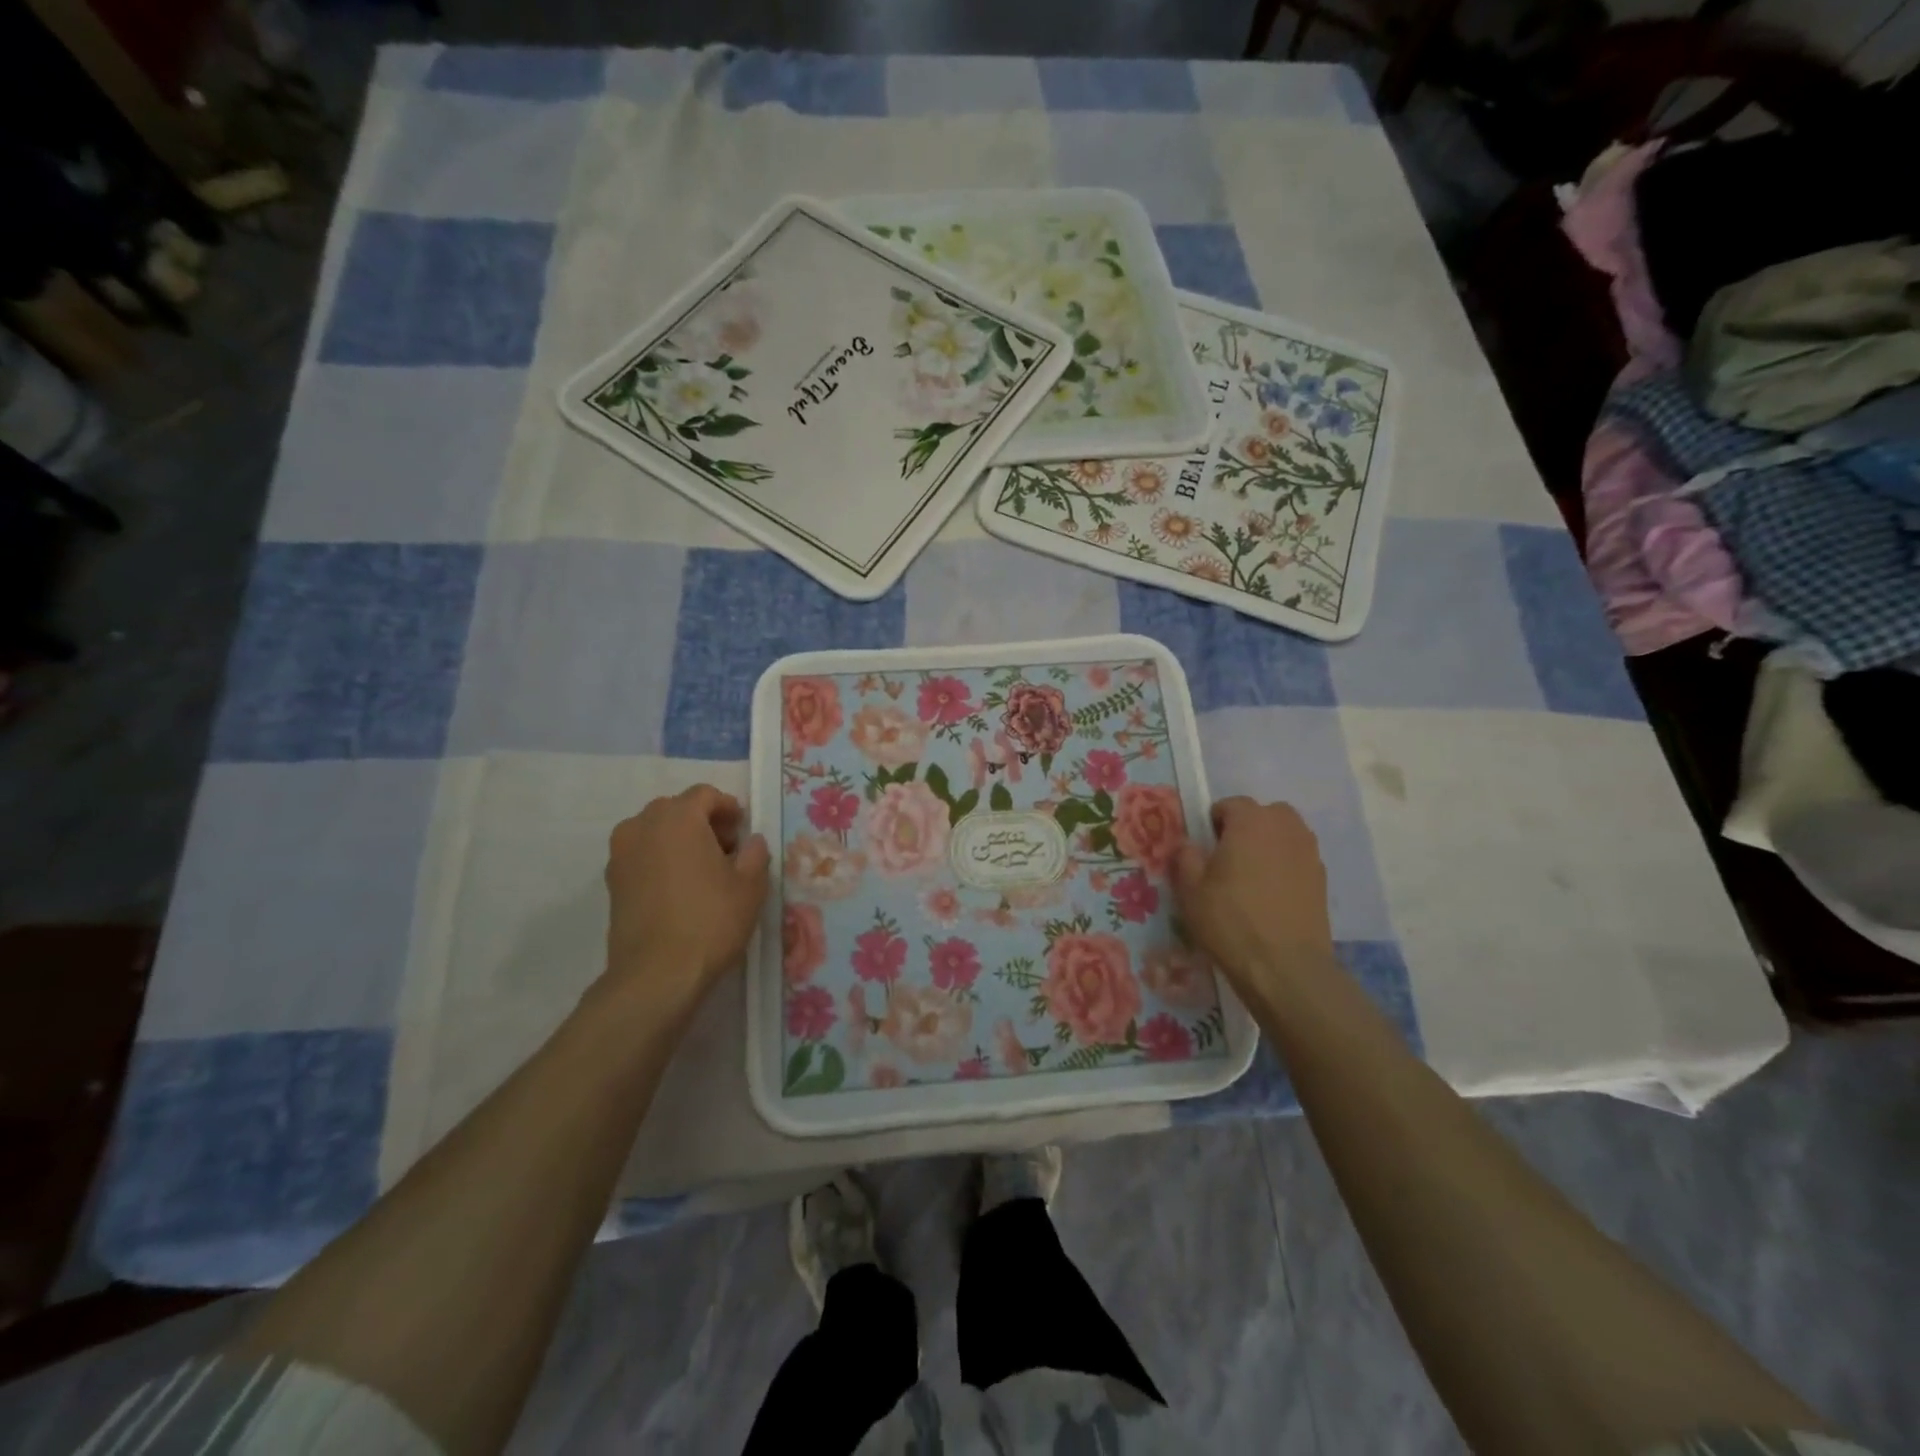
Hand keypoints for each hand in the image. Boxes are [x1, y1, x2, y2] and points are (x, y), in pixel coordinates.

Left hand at [601, 786, 770, 1026]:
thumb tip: (752, 842)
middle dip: (702, 821)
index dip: (728, 807)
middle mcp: (643, 826)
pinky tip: (678, 888)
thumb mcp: (750, 885)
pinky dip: (660, 859)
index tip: (743, 831)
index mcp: (678, 818)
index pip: (704, 794)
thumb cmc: (711, 920)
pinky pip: (640, 854)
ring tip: (701, 869)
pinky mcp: (611, 881)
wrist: (657, 974)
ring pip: (654, 831)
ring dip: (678, 839)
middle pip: (676, 809)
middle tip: (726, 849)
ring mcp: (621, 853)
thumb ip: (755, 854)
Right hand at [1172, 798, 1333, 1008]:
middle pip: (1264, 814)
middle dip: (1246, 829)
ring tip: (1251, 878)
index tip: (1205, 851)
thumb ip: (1186, 857)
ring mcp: (1309, 852)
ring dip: (1268, 846)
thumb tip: (1189, 844)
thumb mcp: (1190, 889)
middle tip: (1228, 861)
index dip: (1214, 824)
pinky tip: (1271, 897)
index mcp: (1251, 821)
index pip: (1230, 805)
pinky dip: (1284, 867)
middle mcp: (1285, 827)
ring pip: (1285, 835)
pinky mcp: (1322, 879)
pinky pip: (1298, 859)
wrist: (1285, 967)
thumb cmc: (1230, 920)